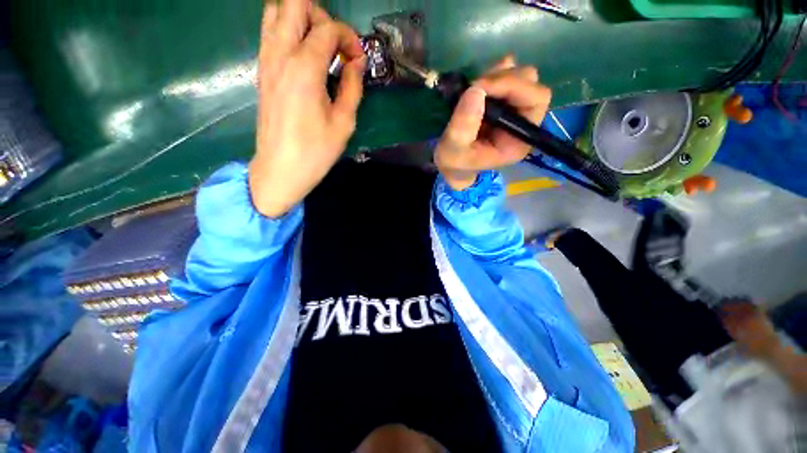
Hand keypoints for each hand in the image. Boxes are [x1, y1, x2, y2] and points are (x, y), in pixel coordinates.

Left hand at [249, 0, 364, 217]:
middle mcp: (281, 54)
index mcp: (305, 67)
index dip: (349, 38)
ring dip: (301, 19)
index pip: (328, 28)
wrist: (281, 169)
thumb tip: (357, 63)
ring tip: (318, 46)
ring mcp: (267, 60)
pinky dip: (287, 31)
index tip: (358, 59)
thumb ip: (352, 87)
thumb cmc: (316, 150)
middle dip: (321, 16)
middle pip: (295, 4)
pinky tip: (302, 55)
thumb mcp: (344, 122)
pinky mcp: (262, 71)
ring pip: (276, 11)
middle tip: (335, 44)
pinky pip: (269, 33)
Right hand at [435, 55, 551, 189]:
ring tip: (473, 89)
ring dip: (497, 76)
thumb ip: (463, 127)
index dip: (512, 86)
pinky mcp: (502, 104)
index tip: (480, 86)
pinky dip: (494, 74)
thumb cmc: (455, 163)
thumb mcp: (453, 151)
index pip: (535, 102)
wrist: (452, 165)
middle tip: (475, 87)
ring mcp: (514, 111)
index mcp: (518, 140)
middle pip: (531, 85)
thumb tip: (476, 90)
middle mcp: (522, 123)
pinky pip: (508, 77)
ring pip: (521, 77)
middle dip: (504, 79)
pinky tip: (480, 82)